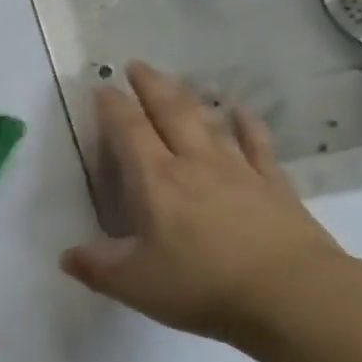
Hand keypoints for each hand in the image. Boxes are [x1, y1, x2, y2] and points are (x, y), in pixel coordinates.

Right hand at [61, 62, 350, 344]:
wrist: (294, 296)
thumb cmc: (203, 286)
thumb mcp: (134, 285)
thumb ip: (96, 268)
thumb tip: (66, 257)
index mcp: (155, 182)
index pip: (128, 131)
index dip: (112, 106)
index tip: (101, 87)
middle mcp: (194, 164)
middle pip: (170, 112)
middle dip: (150, 86)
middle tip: (137, 65)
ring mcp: (239, 171)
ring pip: (209, 122)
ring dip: (190, 98)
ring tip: (177, 82)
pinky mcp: (274, 186)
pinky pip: (257, 145)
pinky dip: (247, 125)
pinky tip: (242, 112)